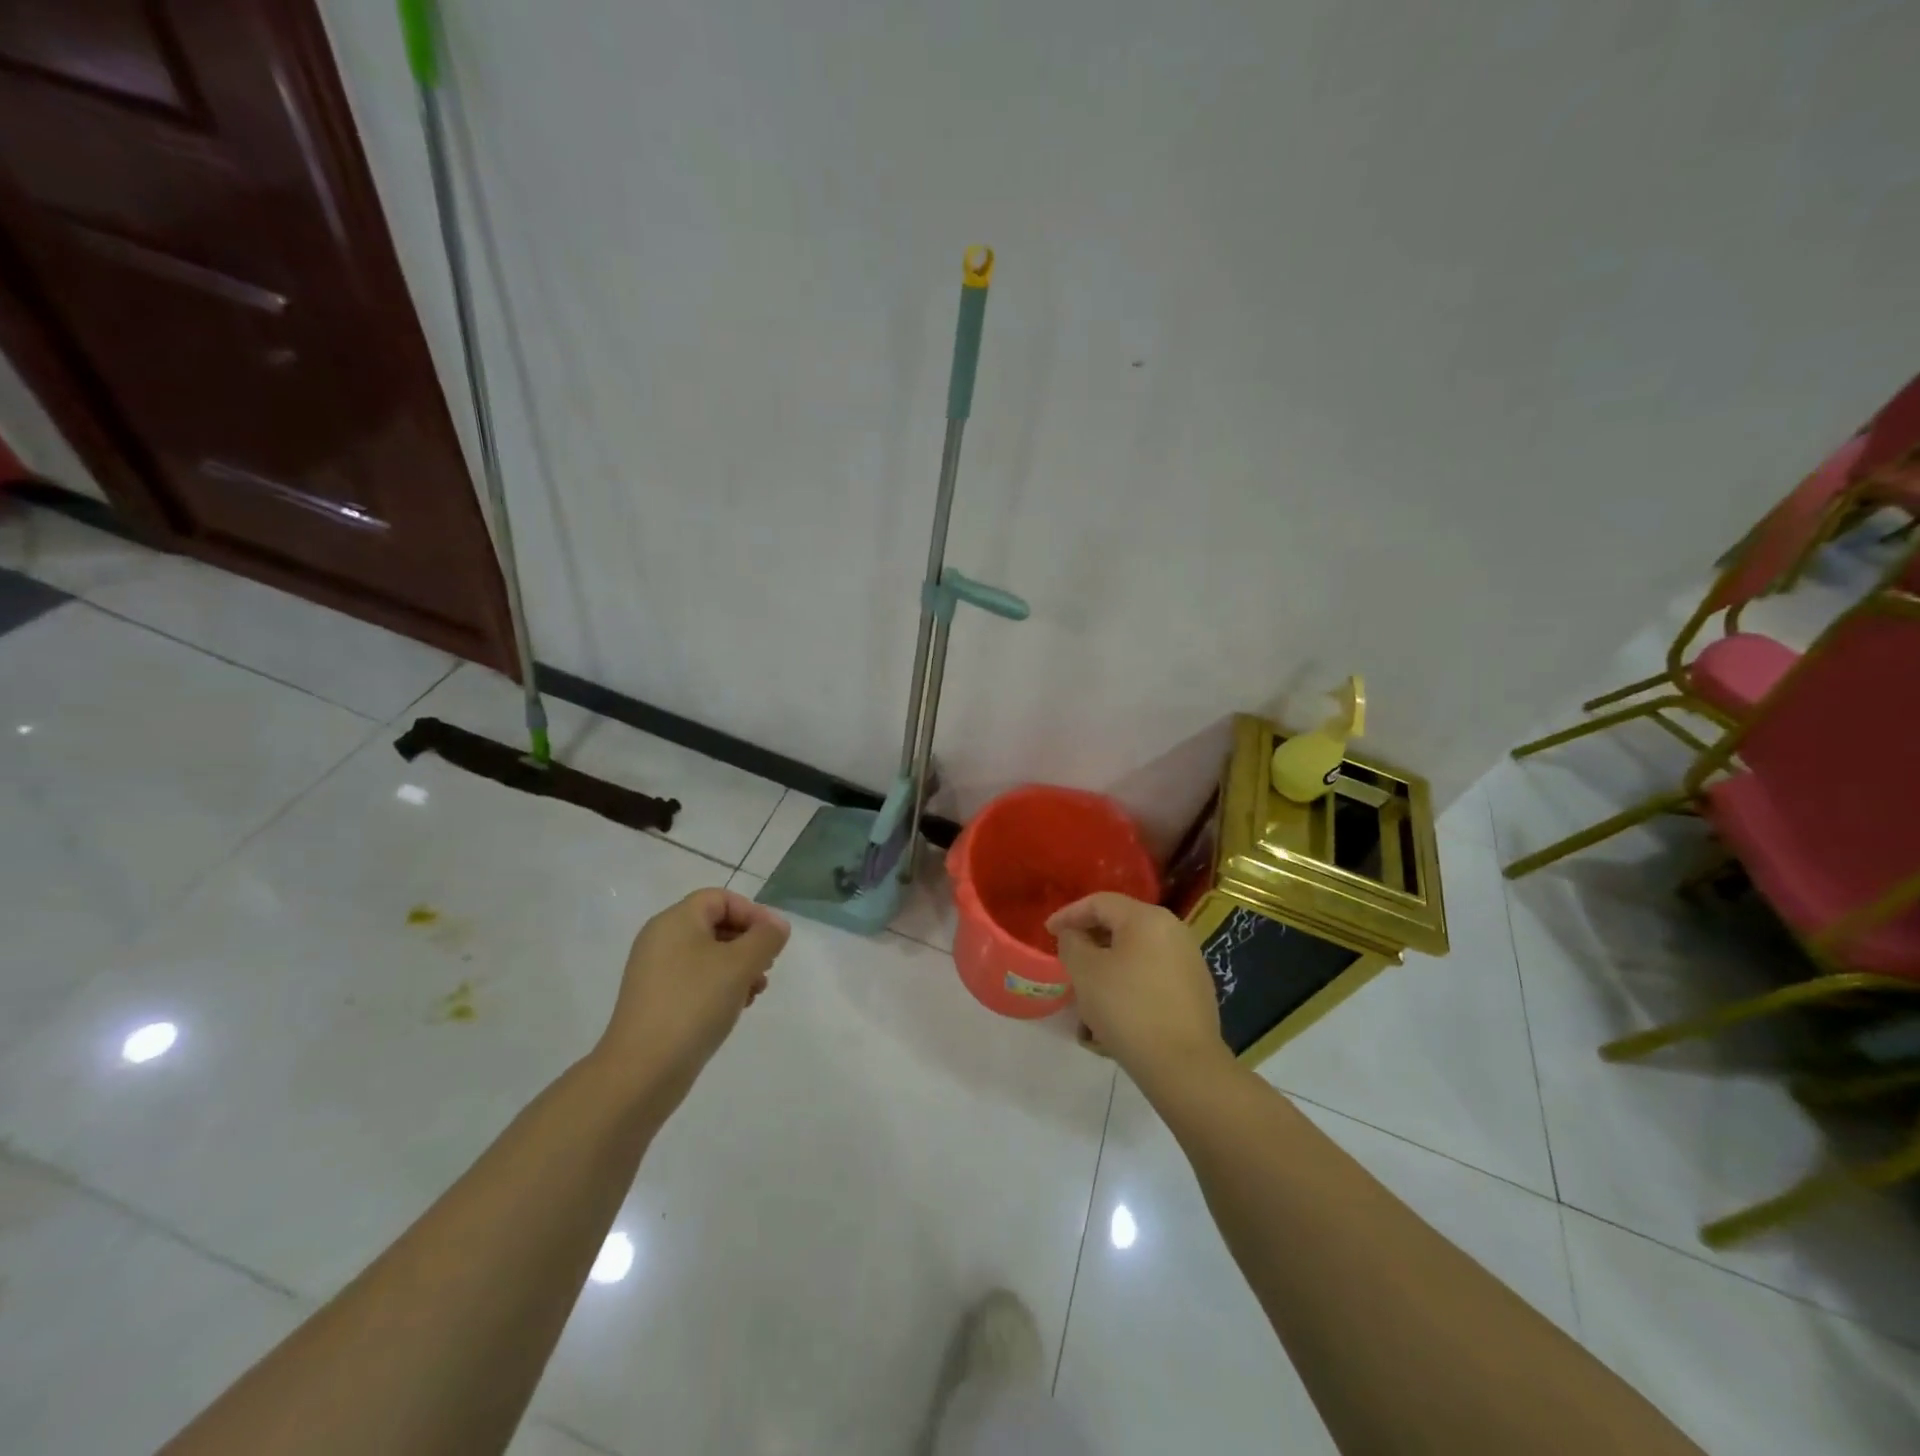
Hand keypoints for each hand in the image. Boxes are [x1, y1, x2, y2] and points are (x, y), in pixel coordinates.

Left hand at [597, 888, 790, 1109]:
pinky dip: (719, 987)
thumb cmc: (694, 1004)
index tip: (773, 941)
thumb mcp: (740, 964)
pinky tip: (734, 1009)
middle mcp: (661, 940)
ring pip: (708, 955)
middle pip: (715, 925)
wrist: (642, 1071)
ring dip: (738, 968)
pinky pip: (695, 980)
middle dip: (748, 943)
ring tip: (755, 992)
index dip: (753, 912)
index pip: (721, 898)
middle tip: (767, 968)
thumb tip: (777, 925)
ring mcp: (655, 972)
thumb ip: (765, 937)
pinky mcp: (655, 1001)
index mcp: (675, 921)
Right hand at [1046, 893, 1233, 1092]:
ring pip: (1136, 952)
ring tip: (1087, 987)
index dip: (1069, 914)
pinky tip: (1114, 1008)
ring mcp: (1189, 960)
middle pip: (1121, 924)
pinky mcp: (1195, 989)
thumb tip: (1075, 935)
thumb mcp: (1085, 972)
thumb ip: (1072, 943)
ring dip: (1108, 964)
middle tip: (1066, 956)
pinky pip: (1152, 973)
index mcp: (1147, 918)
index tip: (1047, 932)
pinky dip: (1129, 981)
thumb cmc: (1127, 1009)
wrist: (1183, 1065)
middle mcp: (1173, 930)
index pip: (1100, 902)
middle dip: (1089, 939)